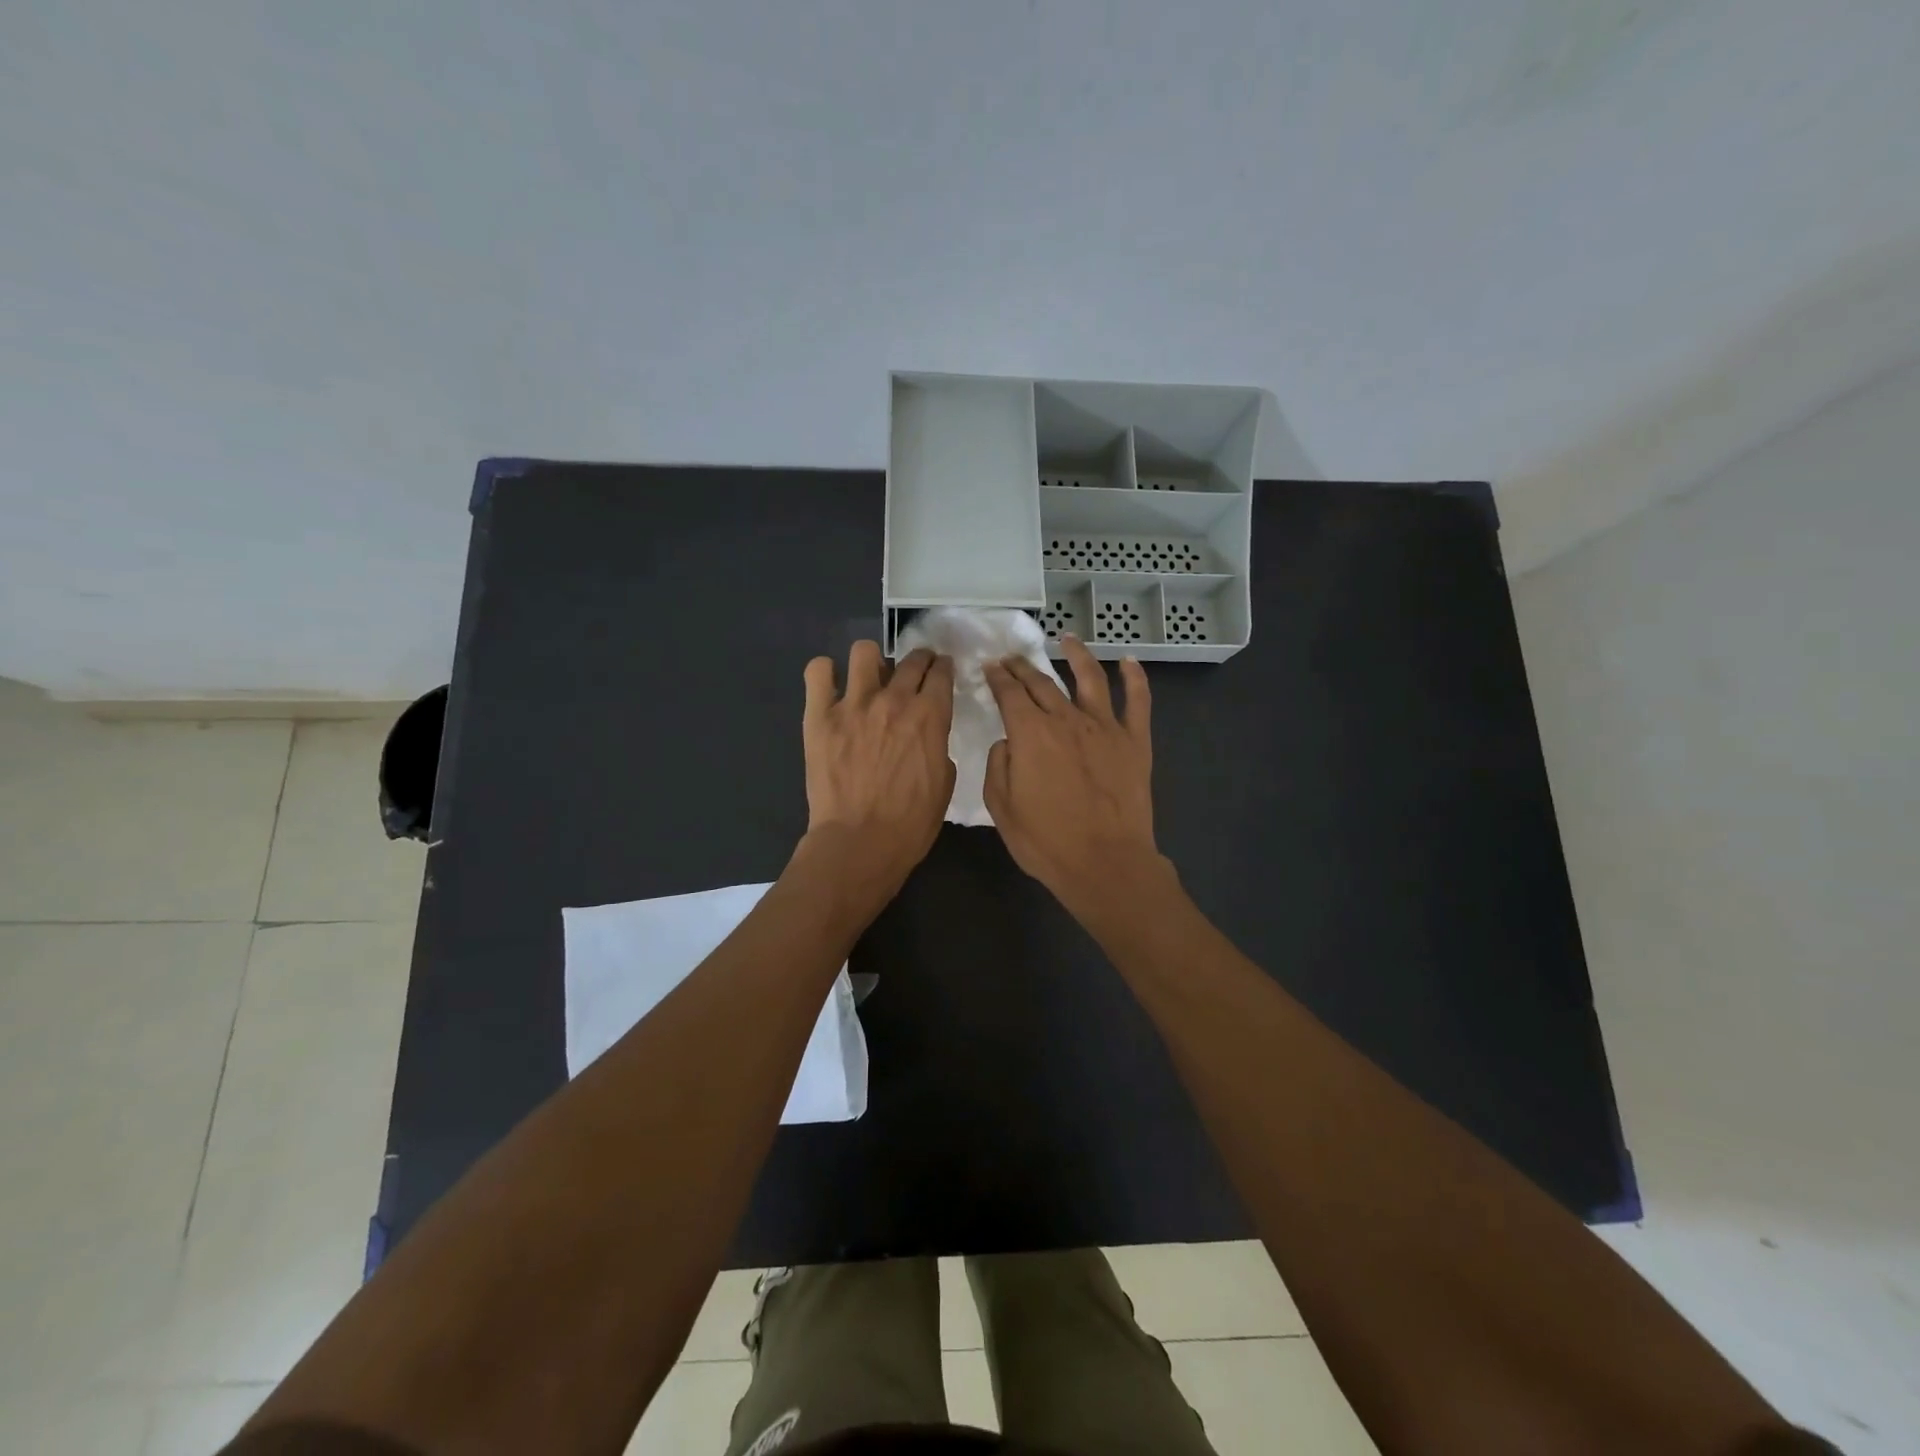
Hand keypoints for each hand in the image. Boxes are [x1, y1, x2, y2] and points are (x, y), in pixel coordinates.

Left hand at [801, 642, 955, 894]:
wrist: (859, 843)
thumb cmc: (910, 823)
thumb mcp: (944, 783)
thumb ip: (938, 746)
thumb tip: (927, 733)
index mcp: (930, 716)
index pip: (940, 673)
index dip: (943, 668)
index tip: (940, 671)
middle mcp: (894, 700)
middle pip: (910, 659)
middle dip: (918, 660)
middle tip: (914, 672)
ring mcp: (853, 704)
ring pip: (864, 651)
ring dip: (873, 661)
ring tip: (871, 678)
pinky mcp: (819, 716)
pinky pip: (818, 671)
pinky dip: (825, 673)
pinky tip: (831, 687)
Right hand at [983, 635, 1167, 916]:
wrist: (1106, 864)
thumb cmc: (1047, 842)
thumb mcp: (1002, 808)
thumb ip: (999, 765)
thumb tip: (1009, 742)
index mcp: (1030, 733)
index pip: (1009, 693)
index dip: (997, 677)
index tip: (990, 667)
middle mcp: (1066, 719)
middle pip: (1042, 682)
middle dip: (1023, 666)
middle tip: (1012, 657)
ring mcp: (1105, 727)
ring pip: (1090, 678)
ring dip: (1077, 654)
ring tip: (1068, 639)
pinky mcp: (1135, 741)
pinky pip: (1138, 701)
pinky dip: (1135, 678)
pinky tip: (1130, 661)